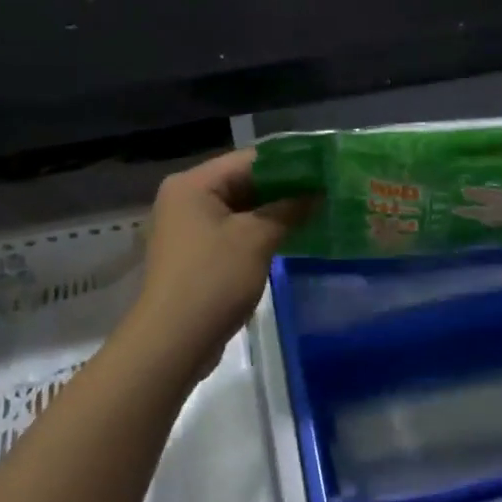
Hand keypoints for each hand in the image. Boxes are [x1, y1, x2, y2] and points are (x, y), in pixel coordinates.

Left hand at [125, 149, 308, 377]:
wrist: (173, 342)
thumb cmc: (213, 280)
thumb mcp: (257, 239)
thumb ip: (289, 209)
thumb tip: (318, 193)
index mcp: (193, 184)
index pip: (250, 159)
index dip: (291, 162)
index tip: (326, 168)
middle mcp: (186, 199)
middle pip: (244, 182)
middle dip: (285, 188)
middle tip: (328, 191)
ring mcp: (188, 228)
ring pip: (241, 209)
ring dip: (276, 211)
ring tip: (318, 211)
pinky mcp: (196, 254)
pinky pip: (234, 231)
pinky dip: (261, 232)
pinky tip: (293, 236)